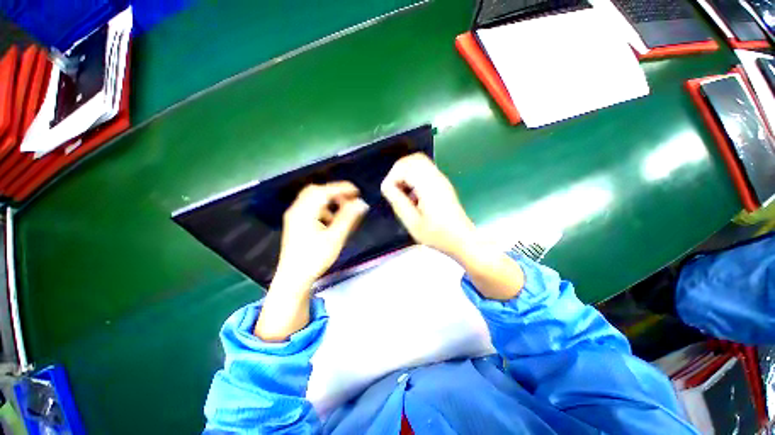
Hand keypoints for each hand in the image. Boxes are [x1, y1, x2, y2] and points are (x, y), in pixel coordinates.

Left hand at [275, 182, 369, 288]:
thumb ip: (348, 218)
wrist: (293, 278)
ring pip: (312, 199)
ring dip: (328, 200)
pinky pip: (310, 208)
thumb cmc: (315, 259)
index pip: (324, 191)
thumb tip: (361, 203)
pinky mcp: (295, 223)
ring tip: (342, 209)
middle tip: (350, 198)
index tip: (356, 191)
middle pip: (316, 191)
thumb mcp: (335, 238)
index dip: (342, 188)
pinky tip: (330, 220)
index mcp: (305, 211)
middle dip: (334, 192)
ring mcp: (294, 216)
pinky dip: (322, 208)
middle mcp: (297, 210)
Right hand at [380, 153, 475, 260]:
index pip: (405, 167)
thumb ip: (398, 203)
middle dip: (398, 170)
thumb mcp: (413, 223)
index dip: (392, 177)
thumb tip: (386, 187)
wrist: (462, 239)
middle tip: (392, 188)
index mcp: (429, 186)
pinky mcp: (442, 183)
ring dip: (406, 172)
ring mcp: (441, 179)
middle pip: (414, 159)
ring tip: (401, 191)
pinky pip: (425, 170)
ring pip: (420, 162)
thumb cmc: (438, 235)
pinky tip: (412, 194)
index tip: (387, 192)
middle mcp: (436, 178)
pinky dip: (414, 176)